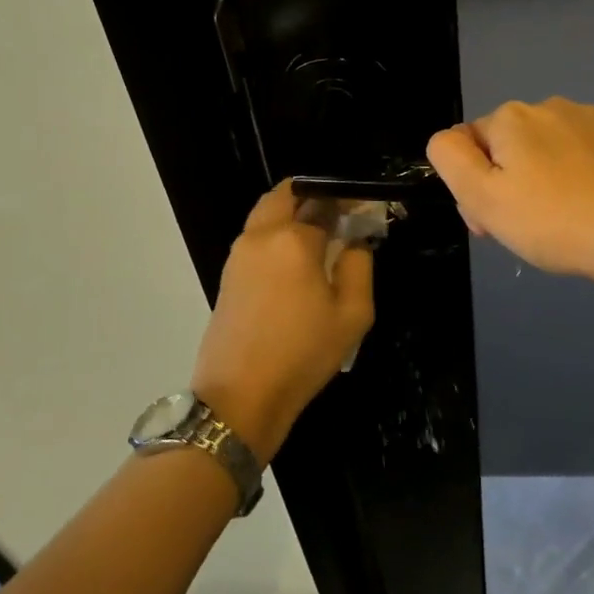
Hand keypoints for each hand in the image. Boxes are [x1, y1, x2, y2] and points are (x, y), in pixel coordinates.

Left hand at [190, 181, 373, 464]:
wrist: (240, 397)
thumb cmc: (302, 354)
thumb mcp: (352, 314)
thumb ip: (359, 266)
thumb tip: (355, 241)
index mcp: (293, 239)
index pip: (324, 202)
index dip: (347, 200)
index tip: (364, 210)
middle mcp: (261, 236)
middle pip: (285, 196)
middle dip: (313, 197)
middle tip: (339, 216)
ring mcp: (238, 254)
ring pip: (267, 215)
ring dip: (292, 215)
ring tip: (321, 239)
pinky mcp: (228, 275)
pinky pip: (256, 239)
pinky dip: (277, 235)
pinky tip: (298, 264)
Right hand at [426, 98, 593, 282]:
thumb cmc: (552, 220)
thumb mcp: (482, 197)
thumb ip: (450, 158)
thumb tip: (448, 138)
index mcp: (511, 117)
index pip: (472, 146)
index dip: (475, 186)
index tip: (492, 223)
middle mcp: (550, 106)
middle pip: (512, 146)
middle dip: (510, 182)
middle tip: (527, 228)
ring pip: (550, 149)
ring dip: (546, 177)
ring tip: (564, 220)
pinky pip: (588, 154)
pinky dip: (583, 176)